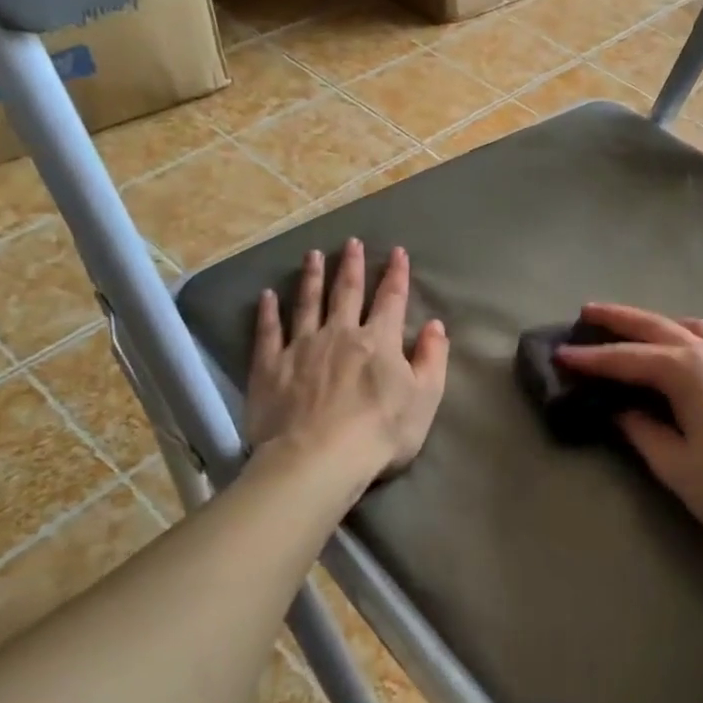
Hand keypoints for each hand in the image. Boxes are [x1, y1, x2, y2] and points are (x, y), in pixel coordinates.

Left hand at [244, 240, 448, 482]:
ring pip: (307, 303)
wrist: (319, 460)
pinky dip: (268, 312)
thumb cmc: (380, 433)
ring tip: (313, 256)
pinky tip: (267, 296)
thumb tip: (435, 325)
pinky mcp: (270, 367)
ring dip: (312, 277)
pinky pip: (268, 332)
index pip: (391, 298)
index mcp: (379, 340)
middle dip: (351, 265)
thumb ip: (432, 359)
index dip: (396, 274)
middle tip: (351, 242)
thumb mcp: (425, 398)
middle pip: (346, 292)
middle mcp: (340, 333)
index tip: (397, 252)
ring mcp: (301, 347)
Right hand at [556, 303, 702, 551]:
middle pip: (657, 326)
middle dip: (619, 319)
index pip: (628, 358)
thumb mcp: (676, 464)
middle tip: (586, 312)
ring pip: (687, 327)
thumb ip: (642, 431)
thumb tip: (620, 410)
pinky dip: (682, 334)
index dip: (592, 357)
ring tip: (630, 328)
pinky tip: (676, 351)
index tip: (560, 353)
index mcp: (688, 372)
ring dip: (655, 321)